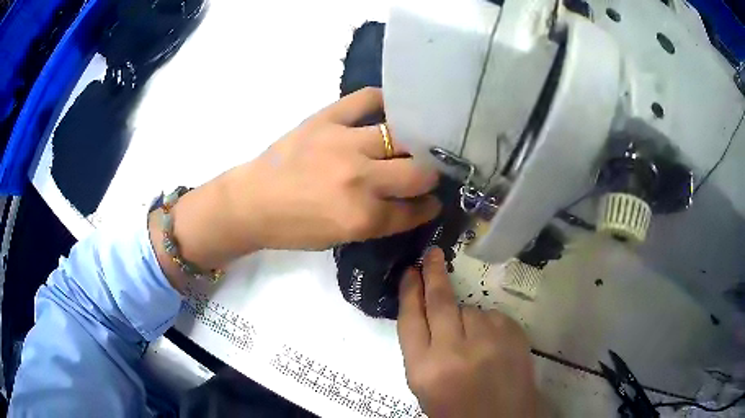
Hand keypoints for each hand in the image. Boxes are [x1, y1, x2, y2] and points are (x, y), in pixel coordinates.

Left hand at [224, 87, 440, 249]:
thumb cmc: (293, 227)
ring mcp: (343, 143)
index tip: (434, 201)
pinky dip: (383, 101)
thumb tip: (411, 203)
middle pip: (418, 172)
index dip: (428, 207)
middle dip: (430, 176)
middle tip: (426, 173)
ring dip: (413, 143)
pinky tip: (390, 109)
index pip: (413, 210)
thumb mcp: (341, 237)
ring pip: (401, 136)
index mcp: (361, 217)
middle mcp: (359, 178)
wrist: (252, 201)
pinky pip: (366, 98)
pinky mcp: (326, 118)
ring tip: (413, 143)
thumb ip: (379, 221)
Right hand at [397, 248, 537, 417]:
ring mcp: (488, 342)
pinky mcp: (513, 335)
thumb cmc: (456, 409)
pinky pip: (493, 316)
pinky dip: (488, 325)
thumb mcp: (425, 386)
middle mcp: (453, 352)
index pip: (410, 320)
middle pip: (440, 302)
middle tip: (432, 254)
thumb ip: (421, 350)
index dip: (409, 292)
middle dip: (433, 274)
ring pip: (470, 310)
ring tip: (473, 344)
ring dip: (467, 318)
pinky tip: (491, 346)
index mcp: (424, 370)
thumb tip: (425, 312)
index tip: (410, 272)